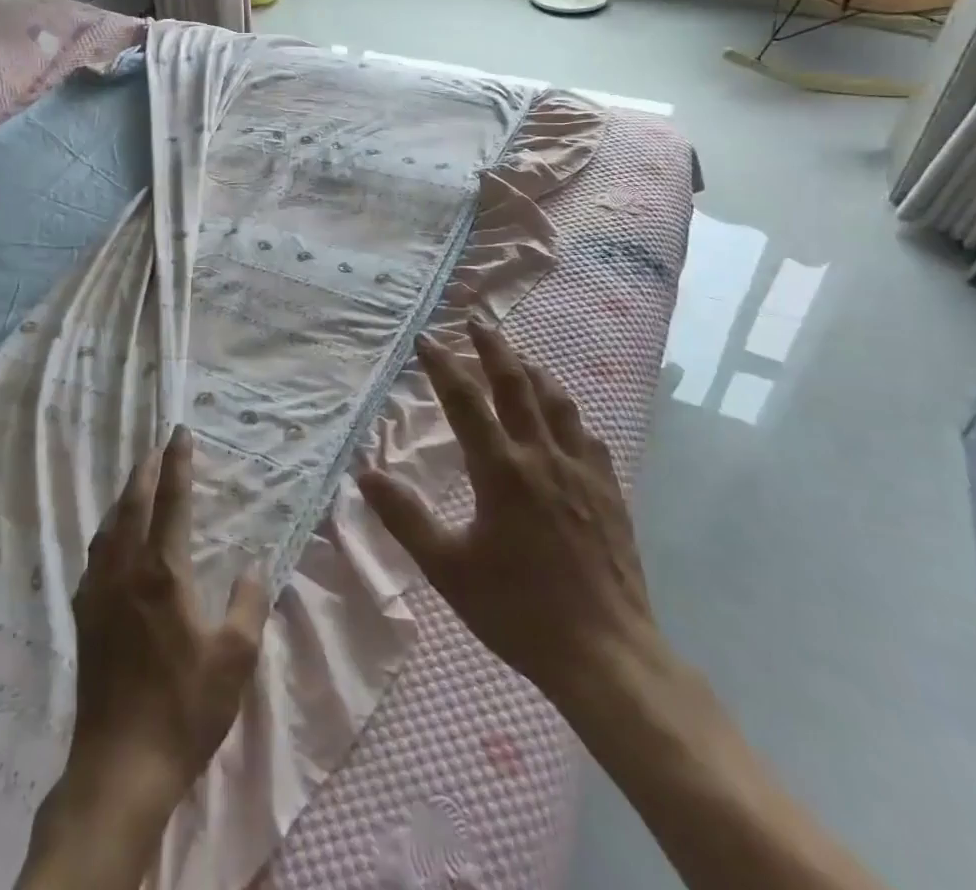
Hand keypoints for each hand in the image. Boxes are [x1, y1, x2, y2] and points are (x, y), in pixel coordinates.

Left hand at [18, 426, 268, 889]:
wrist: (120, 766)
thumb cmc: (184, 708)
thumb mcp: (234, 658)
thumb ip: (248, 603)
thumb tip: (253, 562)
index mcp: (163, 572)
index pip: (171, 501)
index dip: (177, 463)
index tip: (181, 432)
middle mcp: (125, 570)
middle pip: (132, 503)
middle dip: (145, 469)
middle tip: (158, 447)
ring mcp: (99, 592)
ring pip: (109, 526)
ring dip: (124, 497)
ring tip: (138, 482)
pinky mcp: (85, 616)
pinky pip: (96, 554)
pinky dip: (109, 530)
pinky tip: (115, 539)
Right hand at [359, 320, 670, 744]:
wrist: (606, 655)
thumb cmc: (518, 612)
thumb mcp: (448, 569)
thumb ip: (405, 518)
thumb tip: (366, 473)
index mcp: (501, 471)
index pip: (466, 401)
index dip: (443, 366)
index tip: (427, 339)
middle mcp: (542, 458)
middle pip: (517, 385)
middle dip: (493, 348)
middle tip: (476, 322)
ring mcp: (581, 472)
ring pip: (557, 403)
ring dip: (534, 372)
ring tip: (519, 358)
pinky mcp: (609, 492)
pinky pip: (587, 436)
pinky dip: (568, 415)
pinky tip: (565, 419)